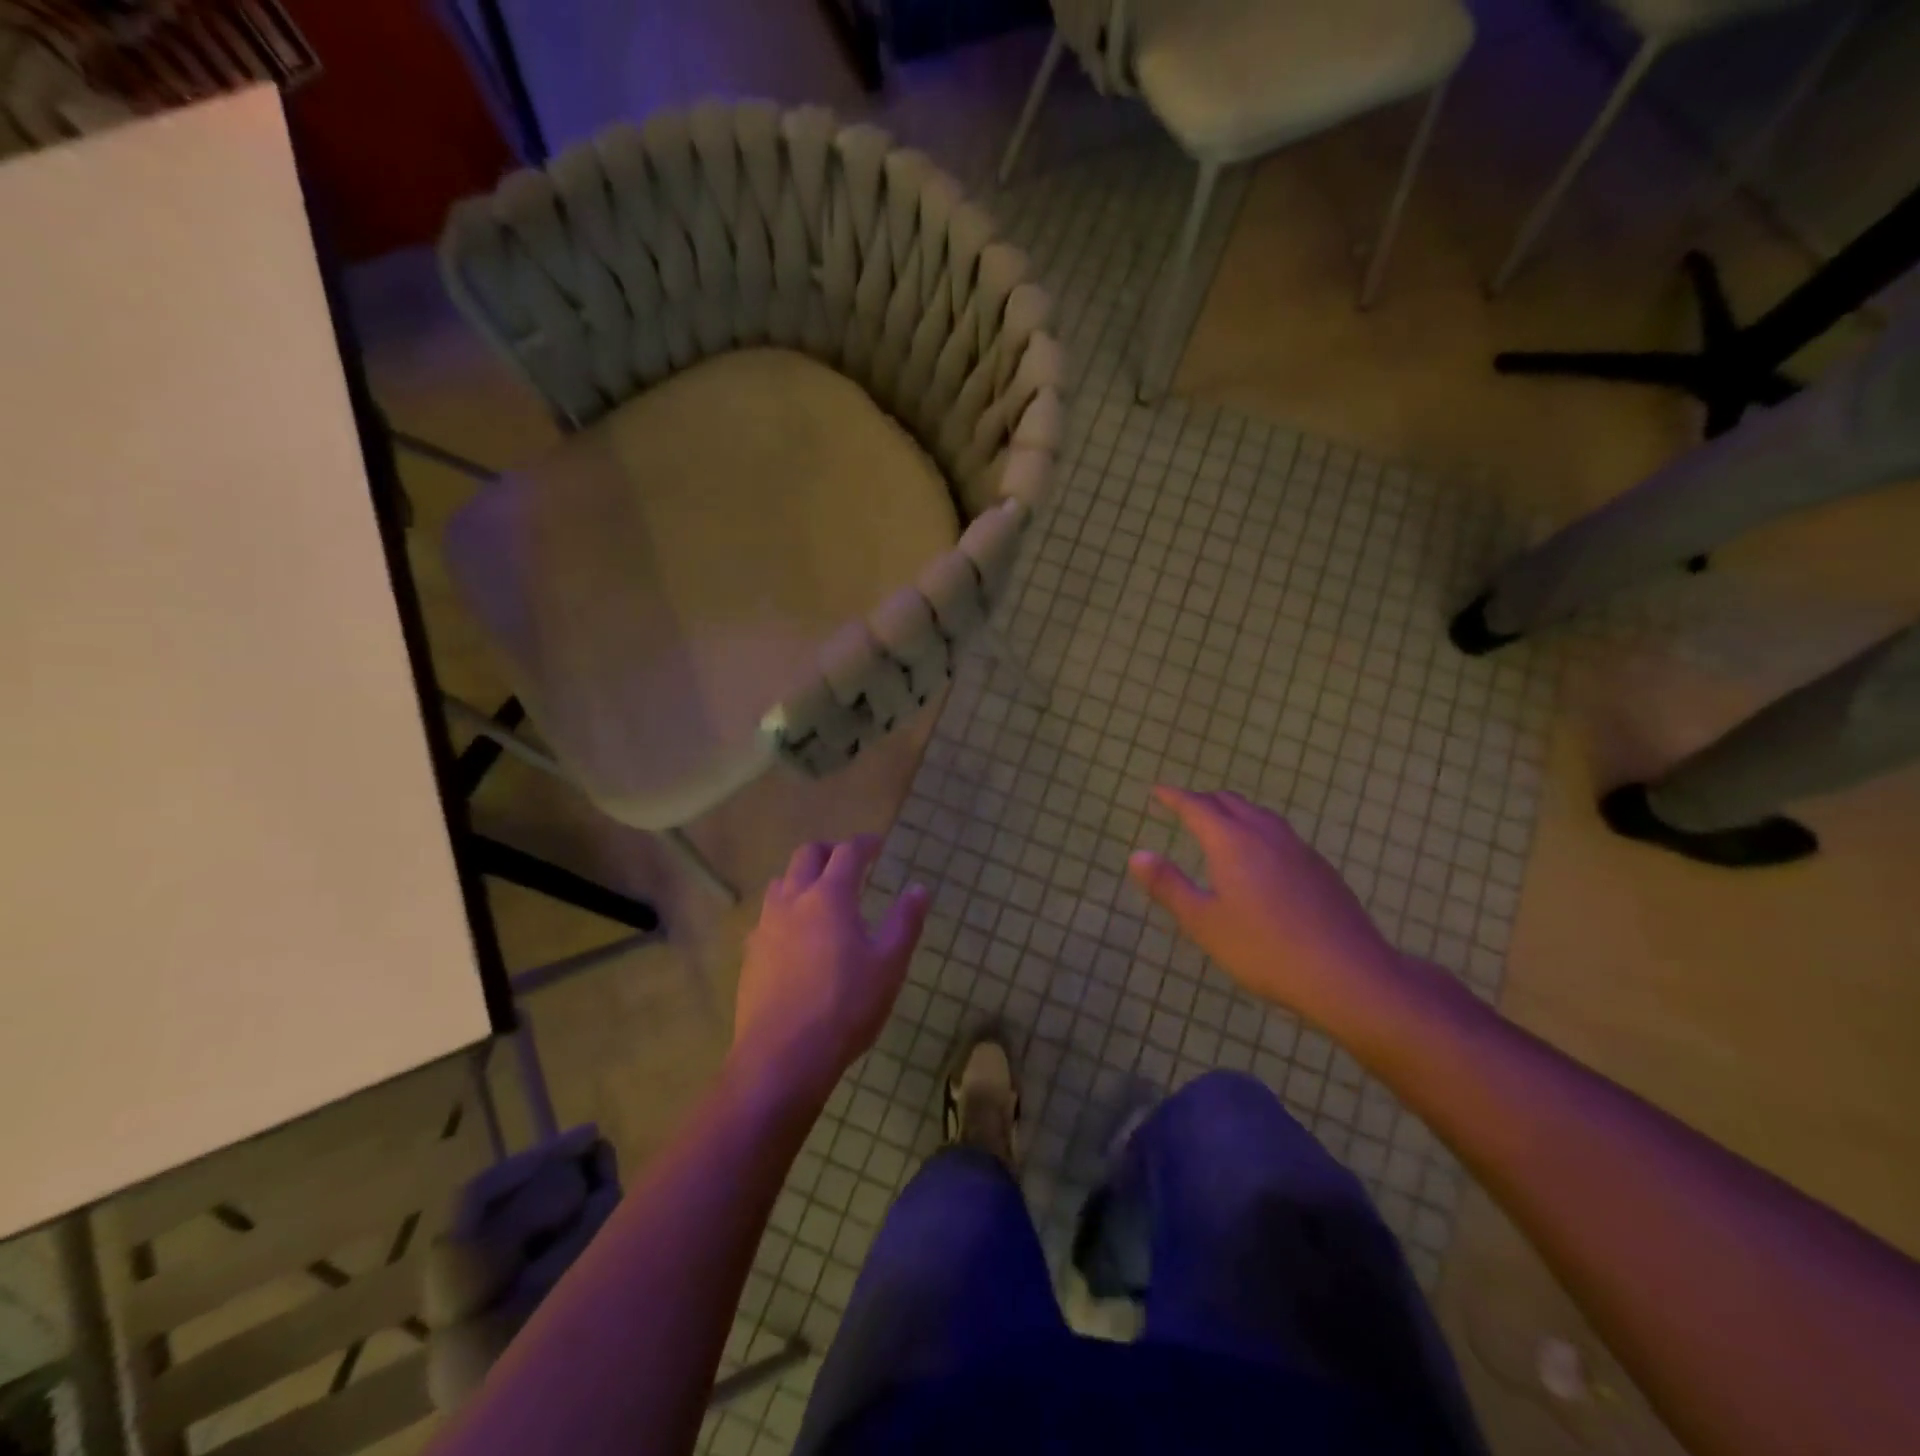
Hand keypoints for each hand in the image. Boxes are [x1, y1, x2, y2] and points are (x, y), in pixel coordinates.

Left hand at [732, 835, 929, 1102]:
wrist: (782, 1057)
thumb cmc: (845, 1007)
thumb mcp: (889, 965)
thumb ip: (904, 922)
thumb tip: (919, 888)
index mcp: (829, 896)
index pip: (848, 853)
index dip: (865, 844)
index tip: (878, 844)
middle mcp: (792, 901)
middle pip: (806, 856)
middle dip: (829, 851)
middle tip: (848, 862)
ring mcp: (765, 927)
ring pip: (781, 883)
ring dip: (802, 878)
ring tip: (820, 896)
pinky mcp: (750, 955)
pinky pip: (767, 917)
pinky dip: (785, 911)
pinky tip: (796, 937)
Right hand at [1128, 787, 1409, 1027]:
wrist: (1347, 973)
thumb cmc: (1264, 949)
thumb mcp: (1203, 922)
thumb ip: (1168, 885)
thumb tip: (1137, 855)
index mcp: (1232, 841)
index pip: (1196, 806)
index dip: (1173, 797)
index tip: (1157, 792)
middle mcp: (1265, 834)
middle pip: (1230, 802)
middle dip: (1203, 801)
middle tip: (1184, 808)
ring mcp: (1298, 849)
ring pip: (1259, 815)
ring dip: (1234, 812)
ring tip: (1220, 826)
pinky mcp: (1320, 868)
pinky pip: (1279, 834)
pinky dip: (1258, 831)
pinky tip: (1261, 857)